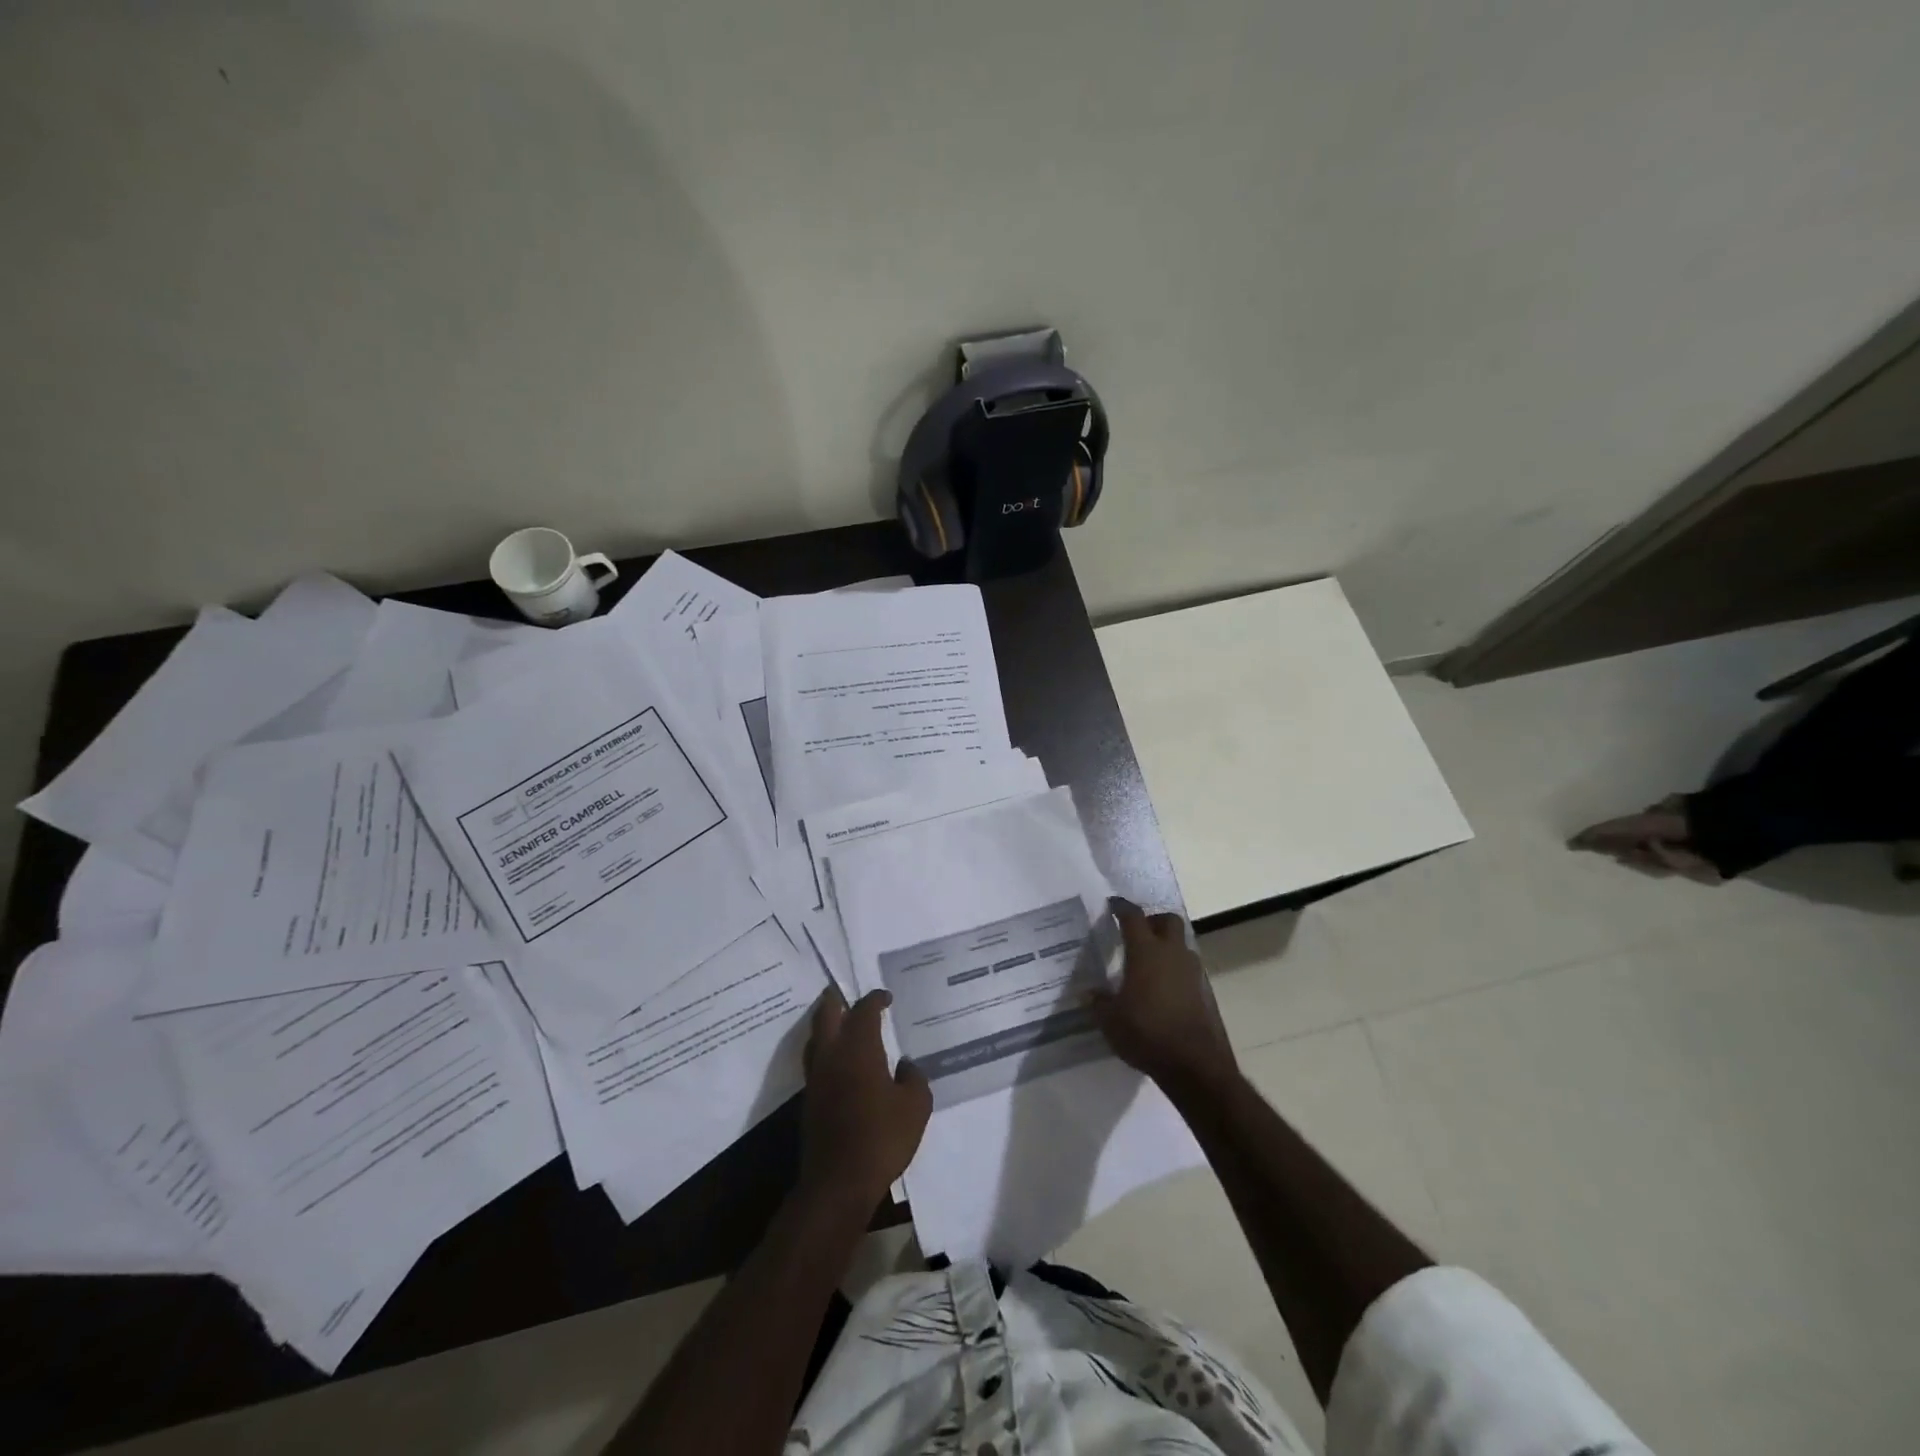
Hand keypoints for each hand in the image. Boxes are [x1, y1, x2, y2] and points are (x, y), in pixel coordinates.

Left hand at [799, 989, 931, 1209]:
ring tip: (841, 1021)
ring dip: (826, 1023)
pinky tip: (840, 1061)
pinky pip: (816, 1061)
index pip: (863, 1010)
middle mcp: (832, 1055)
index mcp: (859, 1048)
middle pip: (826, 1014)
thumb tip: (904, 1065)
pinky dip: (826, 1049)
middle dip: (837, 999)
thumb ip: (914, 1078)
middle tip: (848, 993)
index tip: (885, 997)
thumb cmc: (882, 1138)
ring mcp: (817, 1077)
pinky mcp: (810, 1100)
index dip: (874, 999)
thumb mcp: (915, 1106)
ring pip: (815, 1037)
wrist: (839, 1182)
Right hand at [1089, 899, 1237, 1095]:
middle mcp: (1171, 953)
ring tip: (1147, 963)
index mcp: (1145, 951)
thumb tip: (1090, 993)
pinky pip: (1187, 968)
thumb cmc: (1146, 1033)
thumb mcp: (1110, 1021)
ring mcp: (1192, 971)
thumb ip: (1098, 1002)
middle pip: (1167, 920)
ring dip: (1166, 946)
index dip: (1121, 908)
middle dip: (1152, 920)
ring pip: (1180, 944)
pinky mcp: (1204, 991)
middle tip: (1136, 932)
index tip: (1112, 905)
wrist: (1194, 1064)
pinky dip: (1175, 969)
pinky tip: (1161, 988)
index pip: (1133, 917)